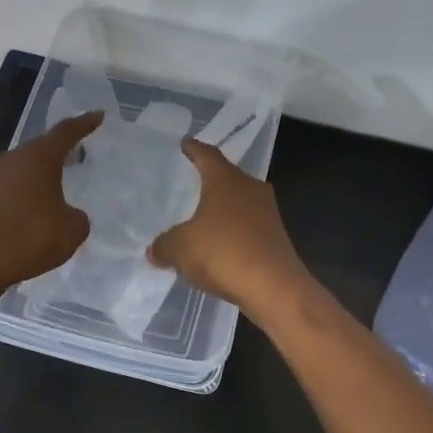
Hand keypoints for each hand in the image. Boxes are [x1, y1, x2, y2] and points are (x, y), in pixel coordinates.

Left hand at [0, 111, 102, 297]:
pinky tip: (38, 206)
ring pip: (26, 166)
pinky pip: (14, 185)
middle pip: (42, 146)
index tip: (98, 115)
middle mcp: (14, 160)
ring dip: (43, 171)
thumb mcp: (71, 231)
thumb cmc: (28, 239)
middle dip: (62, 148)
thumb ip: (77, 217)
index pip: (65, 132)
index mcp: (38, 158)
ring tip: (62, 179)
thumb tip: (67, 214)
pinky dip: (29, 190)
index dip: (84, 123)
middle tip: (81, 149)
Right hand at [147, 138, 308, 315]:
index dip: (194, 149)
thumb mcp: (180, 249)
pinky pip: (248, 227)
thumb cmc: (223, 253)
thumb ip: (164, 245)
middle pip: (228, 177)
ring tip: (203, 218)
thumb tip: (155, 249)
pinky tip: (220, 247)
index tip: (186, 144)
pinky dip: (233, 233)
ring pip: (240, 203)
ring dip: (223, 210)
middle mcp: (250, 189)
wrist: (273, 287)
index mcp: (226, 180)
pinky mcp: (276, 238)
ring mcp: (268, 213)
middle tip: (192, 182)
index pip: (207, 155)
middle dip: (210, 180)